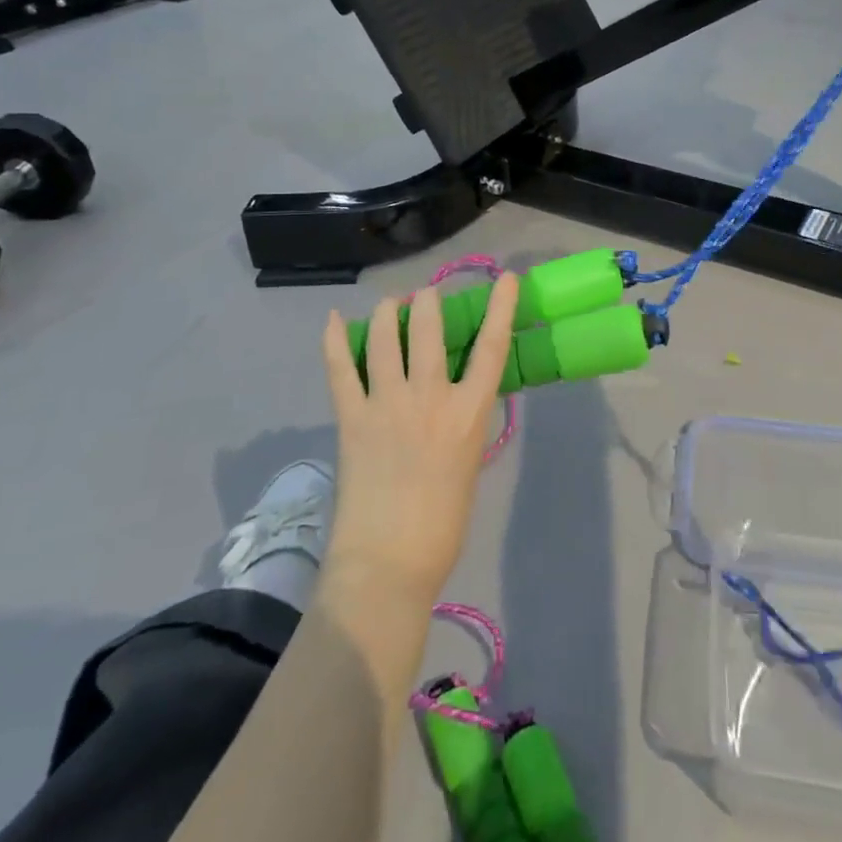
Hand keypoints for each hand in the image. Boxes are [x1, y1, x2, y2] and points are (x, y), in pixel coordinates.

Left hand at [320, 274, 519, 605]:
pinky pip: (341, 368)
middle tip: (424, 297)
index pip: (492, 346)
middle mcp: (430, 397)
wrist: (387, 563)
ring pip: (386, 337)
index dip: (501, 306)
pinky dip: (335, 340)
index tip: (505, 278)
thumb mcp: (468, 461)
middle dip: (427, 301)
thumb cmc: (442, 523)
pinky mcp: (352, 418)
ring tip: (391, 305)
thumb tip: (454, 399)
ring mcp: (387, 404)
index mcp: (468, 413)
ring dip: (389, 311)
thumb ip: (462, 422)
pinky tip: (336, 319)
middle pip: (429, 328)